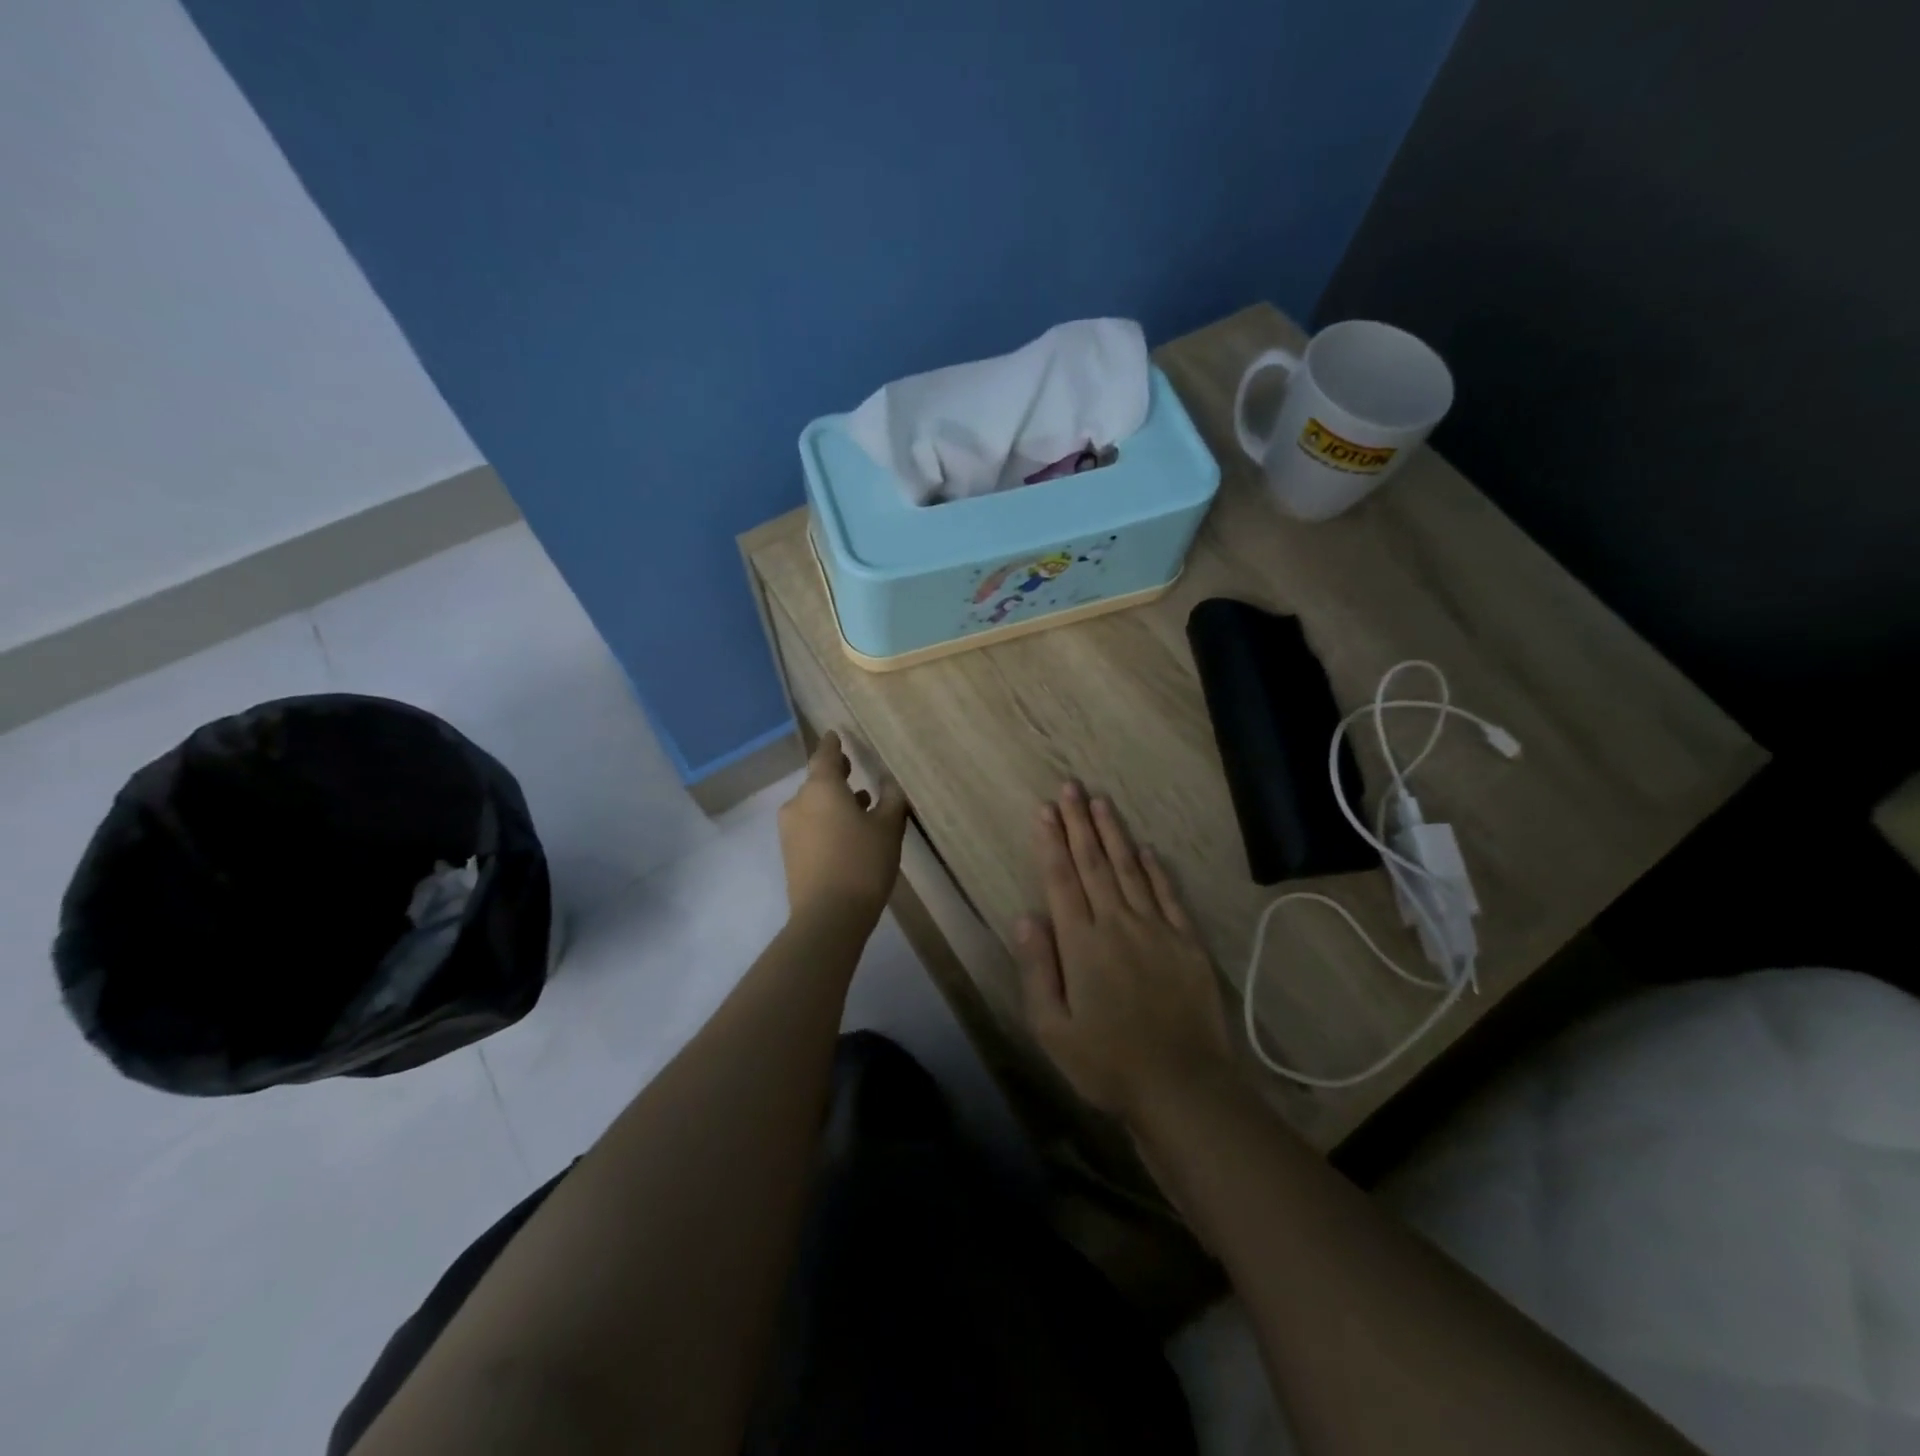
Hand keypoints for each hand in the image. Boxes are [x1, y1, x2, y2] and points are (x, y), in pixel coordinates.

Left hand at [778, 731, 907, 926]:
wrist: (828, 916)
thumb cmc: (862, 862)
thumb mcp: (888, 828)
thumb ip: (891, 799)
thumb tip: (889, 781)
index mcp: (821, 788)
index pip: (825, 755)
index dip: (833, 745)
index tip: (837, 735)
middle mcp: (799, 802)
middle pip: (817, 781)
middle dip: (835, 775)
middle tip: (853, 768)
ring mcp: (790, 830)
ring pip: (814, 805)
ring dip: (834, 802)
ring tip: (861, 805)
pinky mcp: (791, 854)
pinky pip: (810, 826)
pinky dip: (827, 821)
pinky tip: (848, 833)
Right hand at [1014, 783, 1235, 1126]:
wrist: (1182, 1087)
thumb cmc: (1107, 1063)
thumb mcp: (1052, 1028)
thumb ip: (1038, 968)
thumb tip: (1026, 917)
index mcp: (1082, 943)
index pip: (1062, 880)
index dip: (1052, 842)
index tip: (1045, 810)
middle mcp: (1117, 924)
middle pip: (1094, 864)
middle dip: (1079, 823)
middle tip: (1070, 787)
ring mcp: (1156, 930)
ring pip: (1129, 870)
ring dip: (1113, 834)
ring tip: (1101, 802)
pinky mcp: (1186, 943)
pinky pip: (1167, 896)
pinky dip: (1154, 870)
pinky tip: (1145, 850)